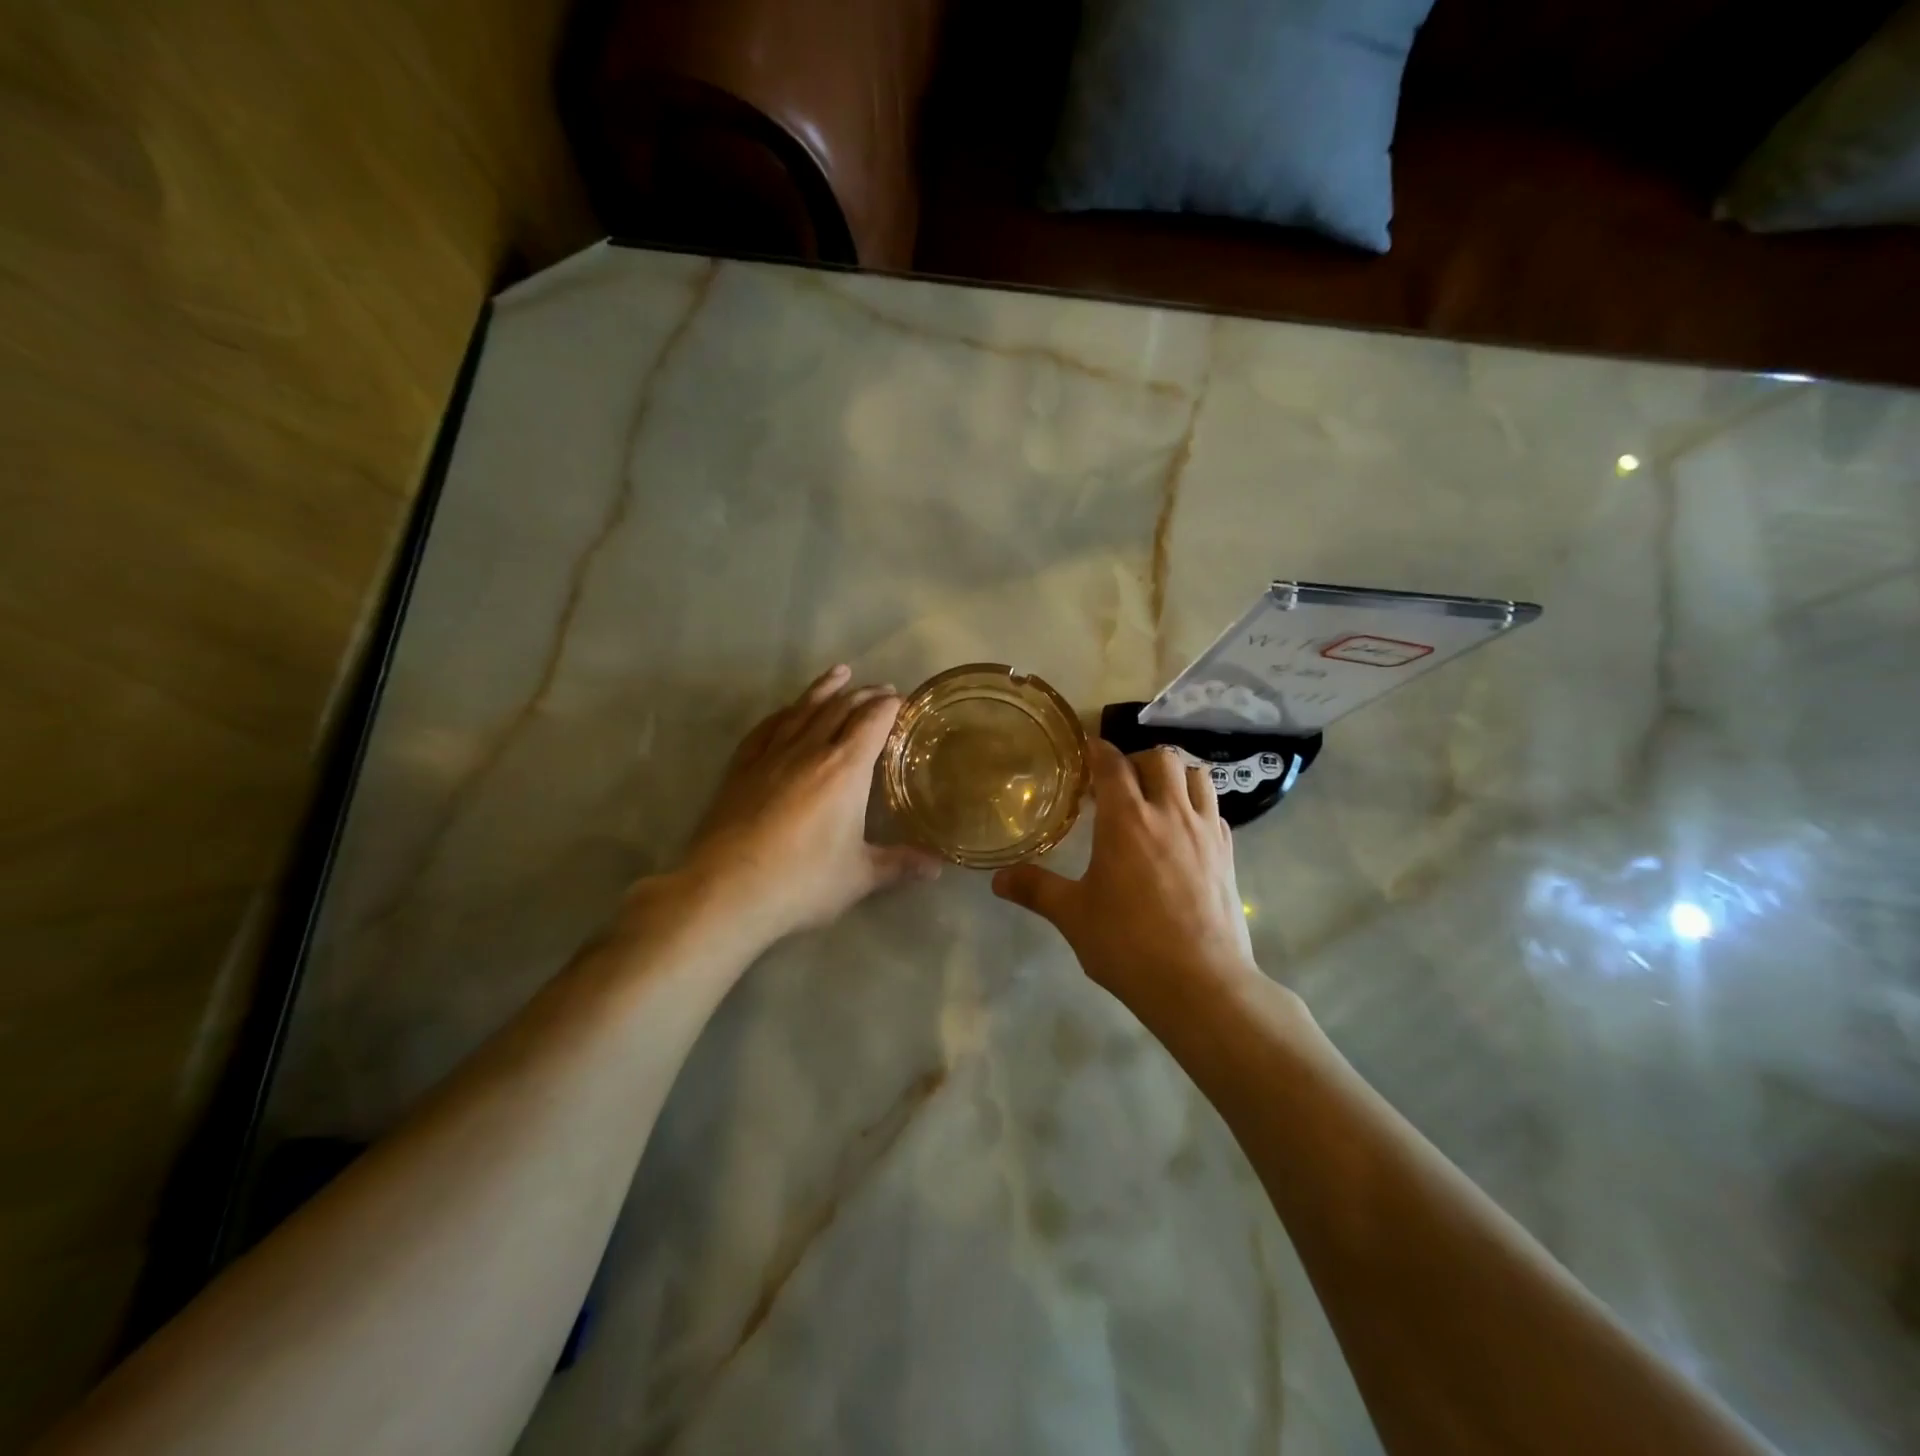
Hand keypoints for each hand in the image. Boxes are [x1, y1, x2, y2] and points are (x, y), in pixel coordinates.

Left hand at [671, 665, 941, 947]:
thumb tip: (939, 866)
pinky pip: (767, 727)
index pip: (874, 720)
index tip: (905, 701)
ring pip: (803, 709)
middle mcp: (810, 750)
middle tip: (882, 690)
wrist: (726, 890)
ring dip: (825, 689)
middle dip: (865, 694)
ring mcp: (771, 755)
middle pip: (841, 707)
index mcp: (845, 769)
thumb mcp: (860, 876)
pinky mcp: (741, 767)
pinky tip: (787, 711)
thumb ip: (900, 865)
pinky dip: (784, 712)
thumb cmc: (802, 881)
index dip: (892, 706)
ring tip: (840, 673)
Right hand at [992, 742, 1257, 1017]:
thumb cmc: (1128, 944)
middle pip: (1160, 758)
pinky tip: (1183, 832)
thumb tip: (997, 879)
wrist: (1201, 984)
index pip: (1112, 763)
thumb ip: (1034, 889)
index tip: (1085, 751)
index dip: (1097, 750)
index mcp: (1127, 820)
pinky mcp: (1229, 854)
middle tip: (1118, 783)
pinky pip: (1215, 810)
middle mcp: (1169, 813)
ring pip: (1196, 776)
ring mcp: (1206, 831)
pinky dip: (1197, 806)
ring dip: (1174, 775)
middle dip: (1136, 760)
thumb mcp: (1072, 915)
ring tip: (1155, 797)